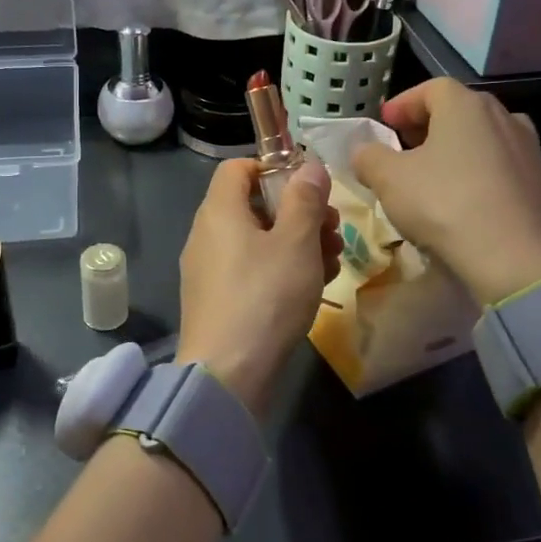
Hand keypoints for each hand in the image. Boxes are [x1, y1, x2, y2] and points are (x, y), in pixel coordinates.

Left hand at [177, 158, 341, 421]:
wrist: (228, 375)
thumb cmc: (265, 296)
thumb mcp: (296, 242)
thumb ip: (305, 199)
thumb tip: (308, 166)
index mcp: (219, 210)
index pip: (238, 167)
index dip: (274, 168)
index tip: (310, 188)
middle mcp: (207, 234)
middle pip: (254, 205)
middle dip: (298, 211)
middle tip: (333, 228)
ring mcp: (209, 269)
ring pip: (258, 240)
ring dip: (298, 242)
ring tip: (334, 259)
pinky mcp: (217, 300)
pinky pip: (252, 270)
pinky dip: (282, 269)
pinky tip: (314, 286)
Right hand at [351, 78, 540, 305]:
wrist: (516, 258)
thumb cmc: (444, 205)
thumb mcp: (389, 180)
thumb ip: (370, 158)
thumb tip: (364, 152)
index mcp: (465, 106)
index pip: (430, 89)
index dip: (404, 104)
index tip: (385, 123)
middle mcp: (503, 117)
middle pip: (460, 111)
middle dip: (429, 126)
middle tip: (406, 147)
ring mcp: (529, 150)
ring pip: (484, 139)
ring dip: (458, 150)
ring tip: (437, 175)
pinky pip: (503, 168)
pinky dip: (481, 175)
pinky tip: (467, 202)